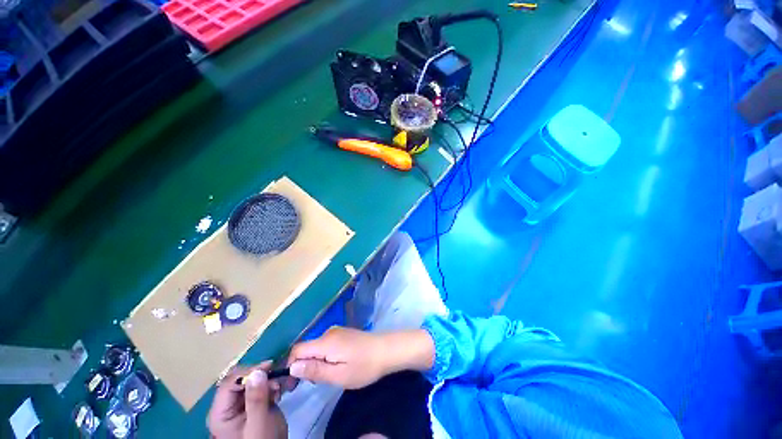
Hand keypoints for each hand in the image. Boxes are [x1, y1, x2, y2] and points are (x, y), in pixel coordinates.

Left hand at [207, 362, 287, 438]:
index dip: (248, 372)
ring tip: (278, 387)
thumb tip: (257, 372)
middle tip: (276, 377)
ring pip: (250, 381)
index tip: (269, 367)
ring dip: (266, 379)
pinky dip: (269, 384)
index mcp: (220, 413)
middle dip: (259, 375)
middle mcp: (226, 406)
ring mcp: (238, 405)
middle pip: (239, 379)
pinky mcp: (250, 404)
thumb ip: (257, 399)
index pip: (229, 383)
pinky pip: (258, 386)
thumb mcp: (259, 423)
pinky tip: (277, 392)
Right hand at [287, 327, 434, 389]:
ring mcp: (337, 331)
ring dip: (315, 362)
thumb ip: (314, 370)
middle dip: (304, 366)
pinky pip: (326, 344)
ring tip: (327, 376)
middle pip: (306, 348)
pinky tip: (336, 365)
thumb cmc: (363, 366)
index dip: (290, 366)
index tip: (293, 384)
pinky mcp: (344, 333)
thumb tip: (292, 367)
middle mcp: (328, 332)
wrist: (386, 350)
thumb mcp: (338, 374)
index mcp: (325, 341)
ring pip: (316, 347)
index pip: (297, 350)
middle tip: (314, 383)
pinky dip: (324, 356)